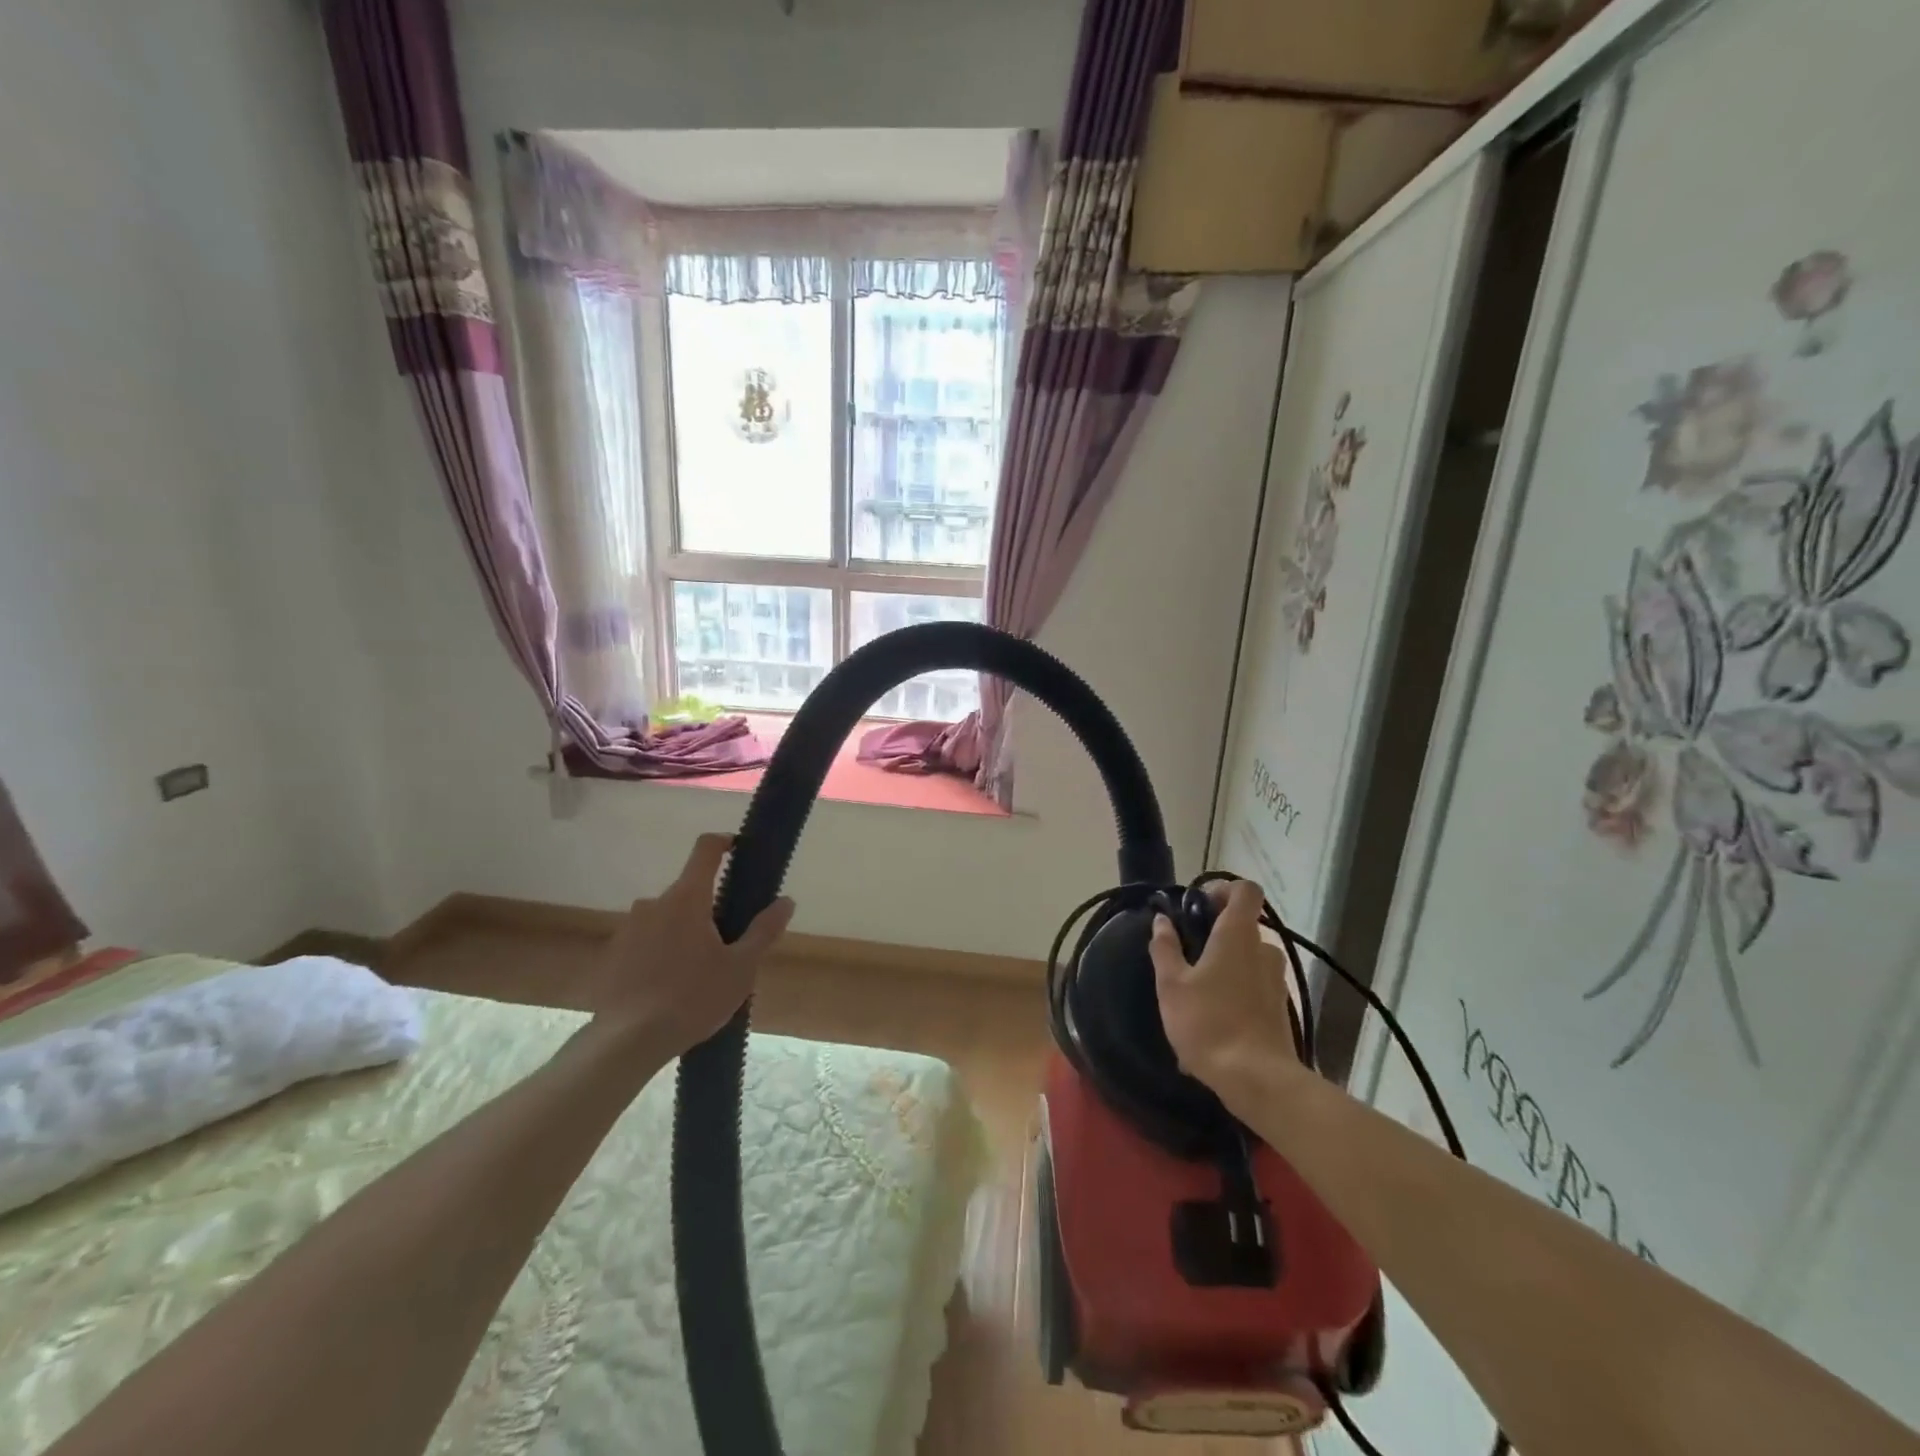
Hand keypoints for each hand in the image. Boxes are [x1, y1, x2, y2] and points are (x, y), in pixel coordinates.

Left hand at [585, 834, 794, 1055]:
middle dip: (709, 907)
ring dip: (684, 931)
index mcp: (687, 898)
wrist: (626, 1043)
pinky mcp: (614, 954)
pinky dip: (661, 951)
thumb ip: (764, 930)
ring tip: (699, 970)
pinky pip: (646, 941)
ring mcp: (629, 928)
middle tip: (729, 941)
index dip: (724, 842)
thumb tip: (786, 901)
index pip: (705, 849)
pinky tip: (670, 985)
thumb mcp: (741, 967)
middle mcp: (654, 903)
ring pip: (666, 917)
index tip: (738, 849)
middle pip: (688, 891)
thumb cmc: (692, 998)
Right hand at [1149, 880, 1302, 1113]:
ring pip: (1250, 958)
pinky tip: (1214, 1019)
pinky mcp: (1281, 1009)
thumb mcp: (1172, 985)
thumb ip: (1165, 948)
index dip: (1223, 889)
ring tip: (1199, 989)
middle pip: (1245, 925)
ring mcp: (1276, 981)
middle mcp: (1263, 951)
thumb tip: (1161, 921)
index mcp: (1238, 935)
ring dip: (1227, 964)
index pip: (1246, 890)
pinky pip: (1255, 986)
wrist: (1257, 1080)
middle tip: (1188, 952)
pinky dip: (1236, 991)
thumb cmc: (1208, 1023)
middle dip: (1217, 932)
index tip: (1199, 905)